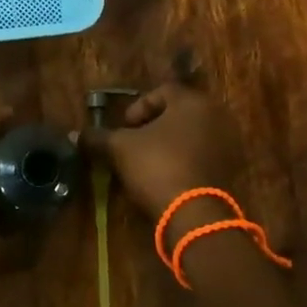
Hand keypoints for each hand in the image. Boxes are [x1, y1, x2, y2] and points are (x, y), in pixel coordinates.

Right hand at [82, 81, 239, 220]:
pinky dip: (185, 160)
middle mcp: (216, 115)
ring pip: (191, 135)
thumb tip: (74, 134)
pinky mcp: (232, 169)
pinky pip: (203, 155)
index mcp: (192, 101)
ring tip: (148, 163)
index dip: (138, 108)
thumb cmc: (157, 166)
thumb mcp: (120, 148)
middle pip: (178, 113)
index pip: (162, 91)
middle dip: (154, 126)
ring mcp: (229, 143)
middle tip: (134, 144)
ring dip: (170, 144)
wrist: (194, 214)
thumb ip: (98, 137)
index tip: (125, 128)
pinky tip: (167, 177)